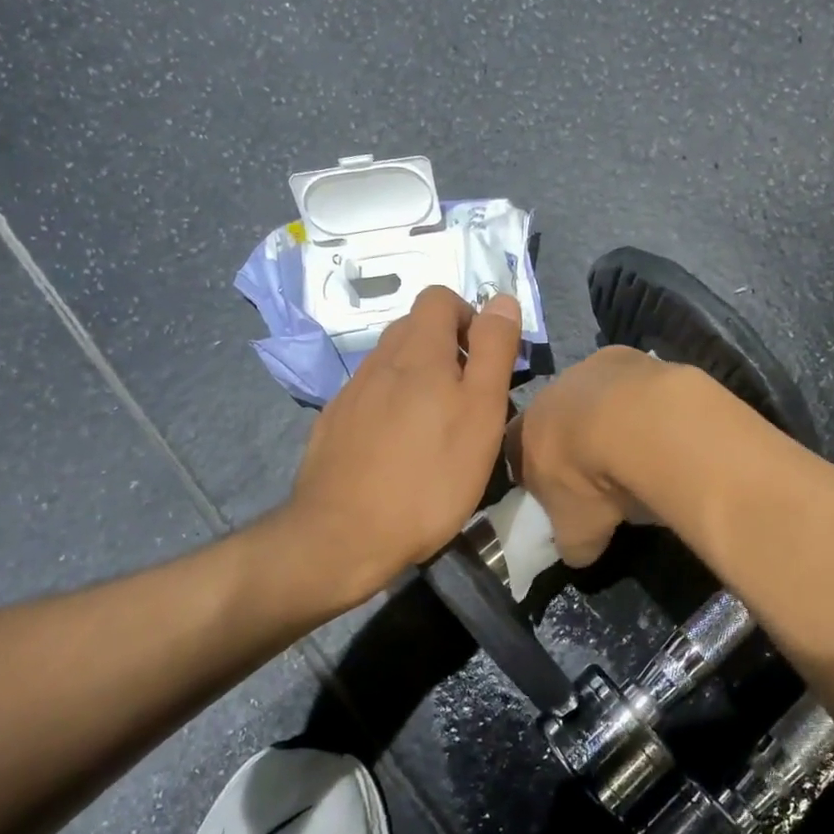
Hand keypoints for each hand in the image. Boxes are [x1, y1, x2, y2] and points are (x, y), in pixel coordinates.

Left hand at [274, 285, 522, 612]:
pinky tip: (399, 450)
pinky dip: (390, 407)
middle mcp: (378, 361)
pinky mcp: (332, 425)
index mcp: (417, 351)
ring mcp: (350, 393)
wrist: (343, 536)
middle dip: (446, 348)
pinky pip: (369, 397)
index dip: (468, 316)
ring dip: (418, 379)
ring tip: (436, 428)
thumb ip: (493, 350)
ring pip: (390, 365)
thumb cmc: (429, 476)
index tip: (484, 359)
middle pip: (413, 328)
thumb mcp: (481, 412)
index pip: (439, 297)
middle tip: (468, 396)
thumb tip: (501, 299)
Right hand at [508, 345, 676, 566]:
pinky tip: (659, 424)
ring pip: (593, 394)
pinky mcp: (626, 356)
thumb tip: (578, 552)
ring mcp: (587, 369)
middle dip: (574, 440)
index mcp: (525, 434)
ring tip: (637, 446)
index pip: (515, 451)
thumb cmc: (591, 480)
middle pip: (555, 418)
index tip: (556, 492)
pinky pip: (629, 381)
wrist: (635, 423)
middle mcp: (549, 395)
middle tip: (600, 470)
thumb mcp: (578, 531)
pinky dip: (640, 401)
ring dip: (609, 416)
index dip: (535, 472)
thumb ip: (572, 542)